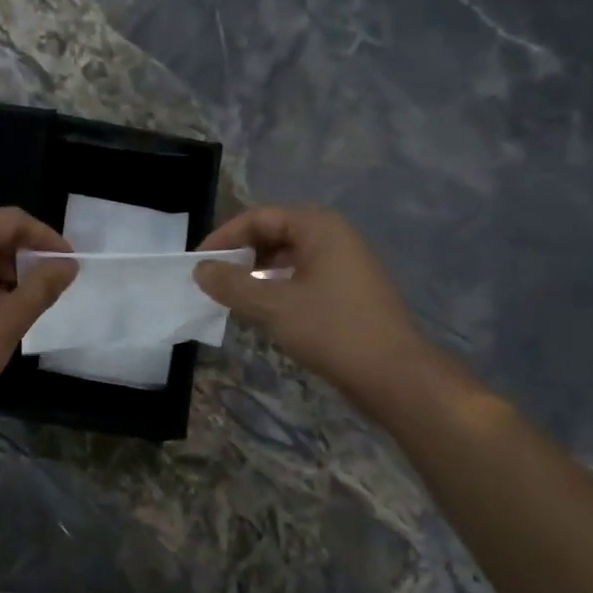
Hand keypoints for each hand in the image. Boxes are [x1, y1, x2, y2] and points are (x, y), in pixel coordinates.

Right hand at [194, 206, 428, 402]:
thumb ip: (232, 284)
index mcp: (319, 227)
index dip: (225, 237)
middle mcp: (335, 236)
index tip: (199, 263)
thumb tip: (201, 270)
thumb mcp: (273, 306)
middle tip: (214, 279)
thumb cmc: (331, 330)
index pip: (260, 217)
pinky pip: (304, 276)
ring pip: (289, 257)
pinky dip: (278, 286)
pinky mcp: (349, 290)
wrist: (393, 374)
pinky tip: (264, 309)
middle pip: (276, 233)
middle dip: (241, 254)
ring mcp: (346, 263)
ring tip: (234, 295)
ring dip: (258, 272)